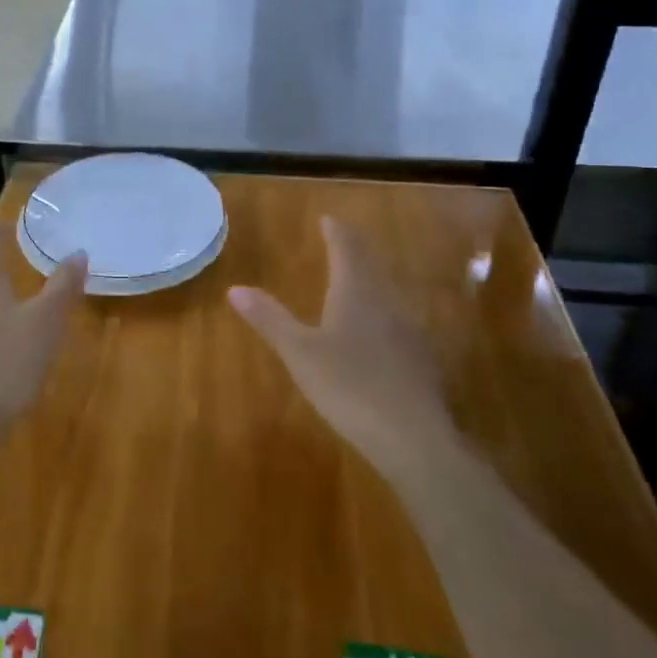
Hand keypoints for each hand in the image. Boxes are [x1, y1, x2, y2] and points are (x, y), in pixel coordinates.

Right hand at [230, 216, 461, 487]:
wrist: (414, 438)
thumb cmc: (350, 386)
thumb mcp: (300, 353)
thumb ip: (270, 319)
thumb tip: (235, 288)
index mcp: (356, 293)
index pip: (347, 250)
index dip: (337, 233)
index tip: (329, 219)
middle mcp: (387, 303)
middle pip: (371, 266)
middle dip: (355, 251)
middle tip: (342, 241)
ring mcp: (409, 331)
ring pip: (388, 293)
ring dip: (371, 280)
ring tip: (356, 279)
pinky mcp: (421, 360)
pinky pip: (398, 321)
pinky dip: (383, 312)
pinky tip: (380, 332)